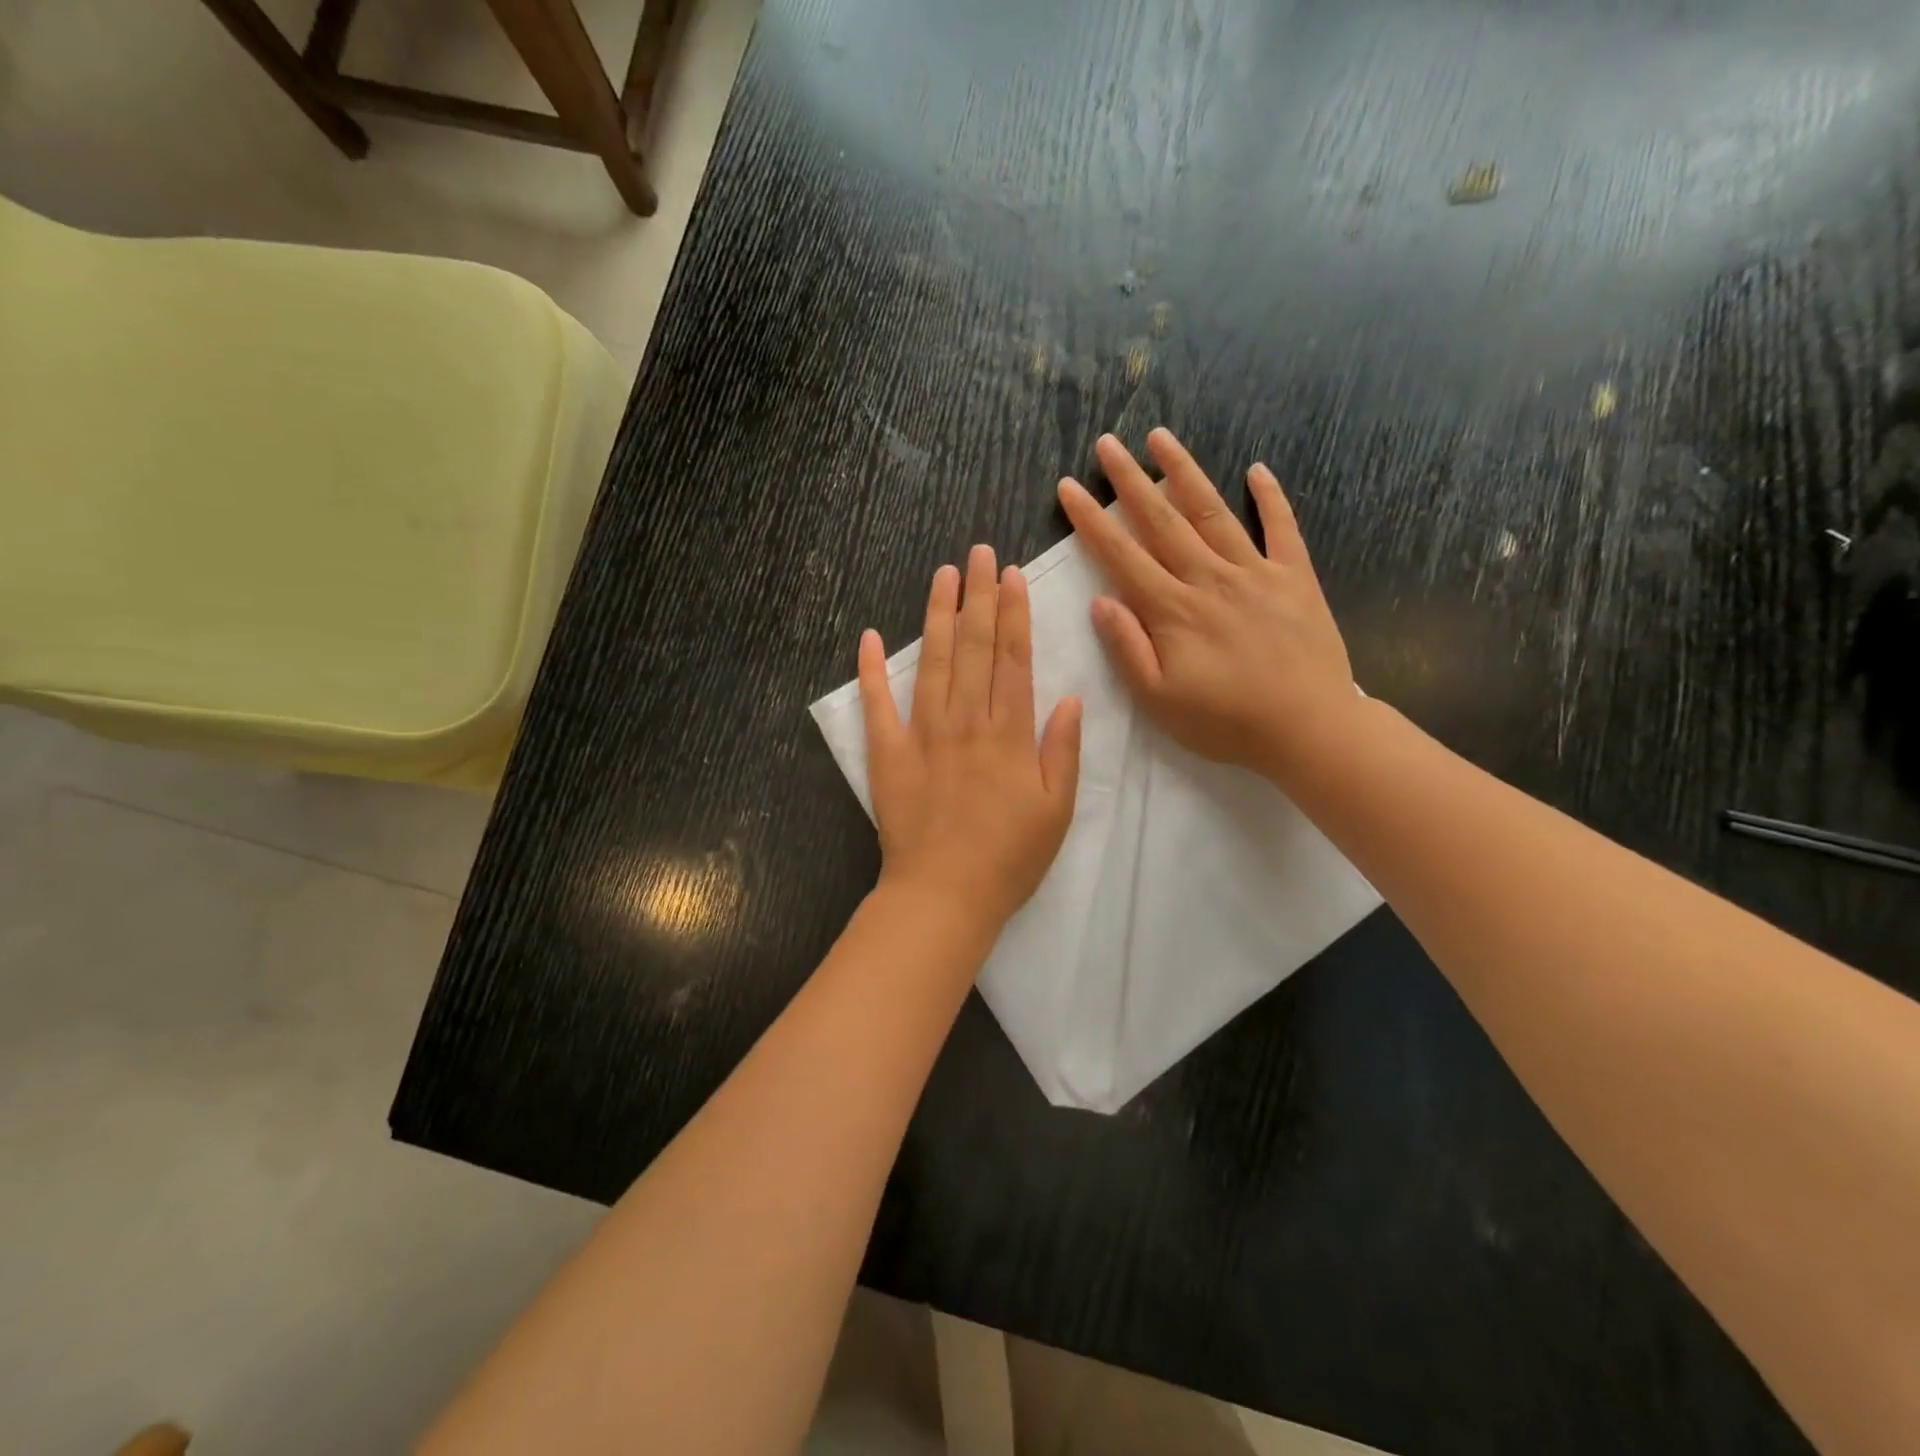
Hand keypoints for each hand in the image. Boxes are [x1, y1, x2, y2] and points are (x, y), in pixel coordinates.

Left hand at [860, 545, 1082, 933]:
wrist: (944, 895)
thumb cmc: (1009, 858)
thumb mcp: (1057, 809)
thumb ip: (1063, 750)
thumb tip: (1071, 697)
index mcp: (1009, 733)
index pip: (1013, 658)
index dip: (1013, 612)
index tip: (1010, 575)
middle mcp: (965, 721)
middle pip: (974, 647)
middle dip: (977, 596)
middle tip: (977, 552)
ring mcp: (922, 734)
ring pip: (932, 662)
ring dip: (938, 615)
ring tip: (942, 575)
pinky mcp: (888, 754)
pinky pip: (877, 705)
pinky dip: (871, 670)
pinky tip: (869, 636)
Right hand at [1056, 428, 1357, 782]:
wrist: (1309, 730)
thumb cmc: (1226, 722)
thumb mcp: (1159, 700)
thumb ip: (1127, 648)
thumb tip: (1100, 600)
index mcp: (1173, 610)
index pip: (1122, 556)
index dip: (1091, 520)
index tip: (1069, 487)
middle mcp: (1210, 579)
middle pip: (1163, 521)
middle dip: (1130, 481)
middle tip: (1108, 443)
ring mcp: (1256, 572)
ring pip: (1214, 512)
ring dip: (1185, 472)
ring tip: (1161, 438)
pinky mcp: (1295, 578)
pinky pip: (1282, 528)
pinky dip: (1271, 497)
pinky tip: (1257, 469)